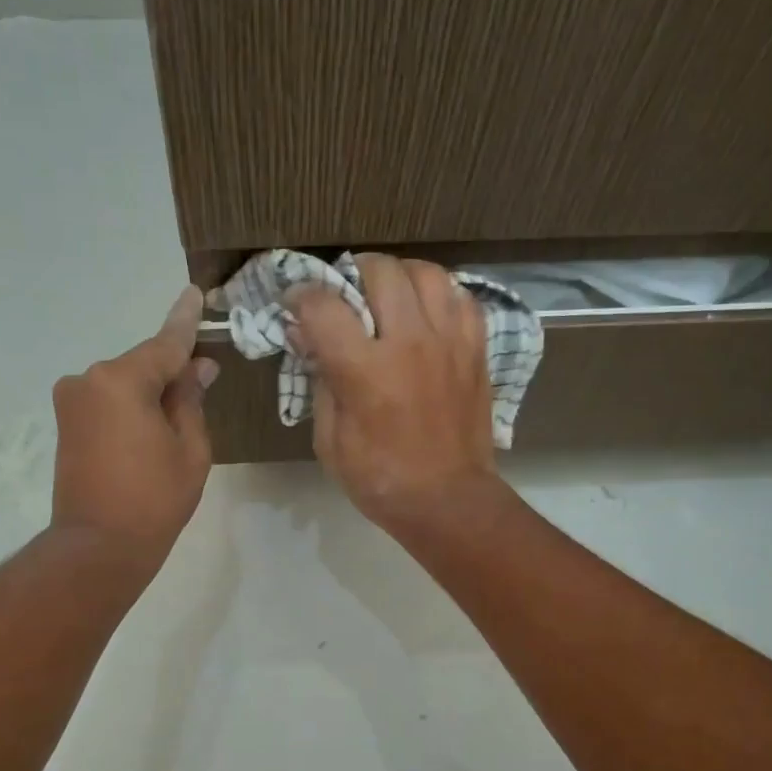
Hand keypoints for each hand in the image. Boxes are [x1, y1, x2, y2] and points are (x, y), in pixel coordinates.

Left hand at [51, 285, 218, 568]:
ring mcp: (72, 401)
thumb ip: (191, 400)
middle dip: (172, 373)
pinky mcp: (66, 422)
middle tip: (203, 385)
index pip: (165, 344)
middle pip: (143, 365)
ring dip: (151, 394)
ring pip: (125, 384)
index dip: (186, 321)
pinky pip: (109, 401)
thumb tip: (196, 369)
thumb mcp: (190, 450)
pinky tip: (151, 430)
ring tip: (176, 426)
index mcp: (121, 380)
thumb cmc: (154, 500)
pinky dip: (132, 407)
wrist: (98, 547)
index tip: (195, 293)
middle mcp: (89, 379)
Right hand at [289, 255, 501, 534]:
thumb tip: (308, 339)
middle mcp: (409, 343)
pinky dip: (440, 296)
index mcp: (365, 371)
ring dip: (400, 276)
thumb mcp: (330, 441)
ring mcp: (449, 342)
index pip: (324, 306)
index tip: (296, 306)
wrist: (447, 500)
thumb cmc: (380, 480)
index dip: (301, 298)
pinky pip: (462, 298)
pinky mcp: (476, 350)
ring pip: (426, 273)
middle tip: (346, 295)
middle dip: (353, 273)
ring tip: (389, 296)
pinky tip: (427, 314)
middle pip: (380, 270)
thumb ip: (319, 383)